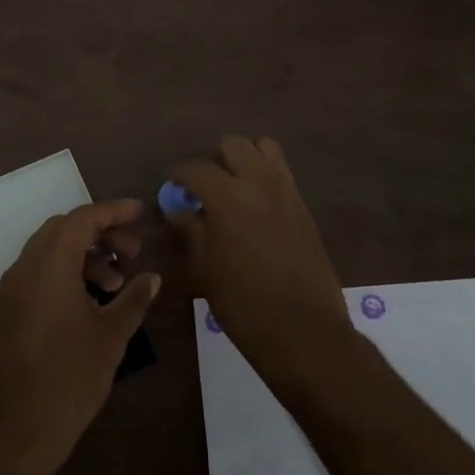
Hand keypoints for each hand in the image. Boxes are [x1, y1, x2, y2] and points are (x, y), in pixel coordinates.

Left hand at [0, 199, 159, 466]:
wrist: (15, 428)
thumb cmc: (69, 376)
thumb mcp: (111, 335)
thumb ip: (133, 298)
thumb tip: (152, 277)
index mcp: (50, 264)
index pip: (83, 218)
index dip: (114, 211)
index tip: (141, 213)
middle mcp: (26, 267)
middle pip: (64, 229)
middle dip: (101, 232)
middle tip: (134, 250)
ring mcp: (14, 289)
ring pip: (51, 250)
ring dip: (85, 254)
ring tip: (117, 281)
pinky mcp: (11, 310)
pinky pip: (40, 273)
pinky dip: (68, 272)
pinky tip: (94, 300)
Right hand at [167, 136, 355, 383]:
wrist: (303, 329)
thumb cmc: (243, 303)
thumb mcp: (204, 269)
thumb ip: (191, 232)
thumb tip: (178, 210)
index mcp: (227, 196)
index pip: (195, 168)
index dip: (178, 174)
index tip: (171, 186)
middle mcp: (259, 182)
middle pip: (234, 145)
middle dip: (214, 160)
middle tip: (204, 188)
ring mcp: (286, 191)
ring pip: (264, 148)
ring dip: (245, 159)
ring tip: (233, 187)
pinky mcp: (304, 206)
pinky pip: (282, 172)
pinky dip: (265, 175)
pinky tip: (255, 205)